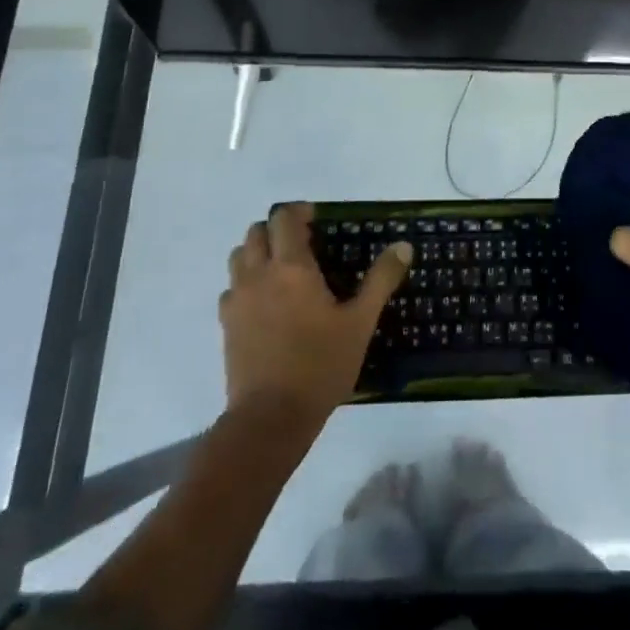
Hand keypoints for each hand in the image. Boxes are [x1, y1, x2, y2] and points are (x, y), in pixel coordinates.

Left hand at [220, 204, 410, 424]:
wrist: (270, 417)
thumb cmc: (320, 364)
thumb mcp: (360, 322)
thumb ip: (381, 280)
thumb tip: (403, 246)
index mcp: (291, 266)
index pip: (284, 218)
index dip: (299, 211)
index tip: (318, 220)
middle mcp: (258, 274)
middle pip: (256, 232)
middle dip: (277, 229)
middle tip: (304, 244)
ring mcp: (237, 299)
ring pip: (239, 257)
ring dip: (258, 252)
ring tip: (283, 270)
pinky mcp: (226, 324)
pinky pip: (232, 288)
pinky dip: (246, 283)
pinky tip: (266, 303)